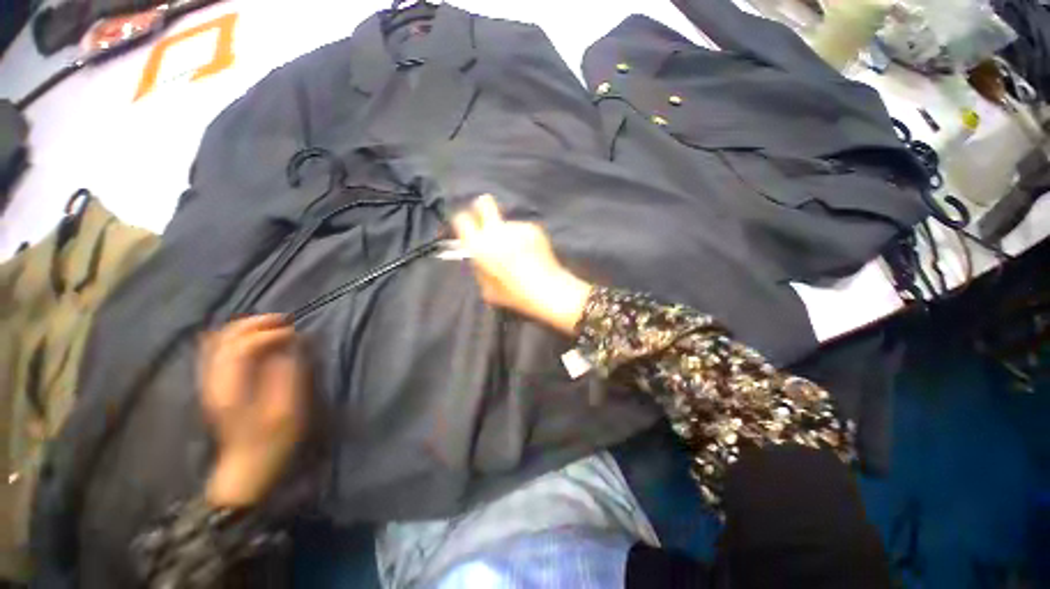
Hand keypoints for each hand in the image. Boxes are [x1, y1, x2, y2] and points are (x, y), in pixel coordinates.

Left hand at [198, 315, 308, 507]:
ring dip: (246, 327)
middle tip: (285, 321)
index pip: (243, 346)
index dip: (270, 334)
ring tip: (273, 326)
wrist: (248, 465)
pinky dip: (236, 337)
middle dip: (256, 324)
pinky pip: (217, 350)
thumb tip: (292, 344)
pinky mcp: (214, 385)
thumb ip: (289, 371)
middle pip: (225, 338)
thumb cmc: (274, 438)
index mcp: (231, 387)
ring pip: (219, 340)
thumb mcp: (289, 407)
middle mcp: (214, 380)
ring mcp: (211, 382)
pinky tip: (254, 339)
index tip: (295, 333)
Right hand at [452, 194, 591, 333]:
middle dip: (483, 207)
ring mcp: (516, 228)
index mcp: (480, 247)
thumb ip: (479, 269)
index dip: (464, 222)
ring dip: (508, 234)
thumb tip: (477, 256)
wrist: (547, 289)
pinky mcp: (533, 228)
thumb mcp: (487, 289)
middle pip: (485, 203)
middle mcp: (496, 232)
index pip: (462, 219)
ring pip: (506, 224)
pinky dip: (523, 238)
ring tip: (519, 255)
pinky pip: (522, 230)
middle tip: (488, 219)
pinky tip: (531, 254)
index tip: (468, 227)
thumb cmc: (515, 294)